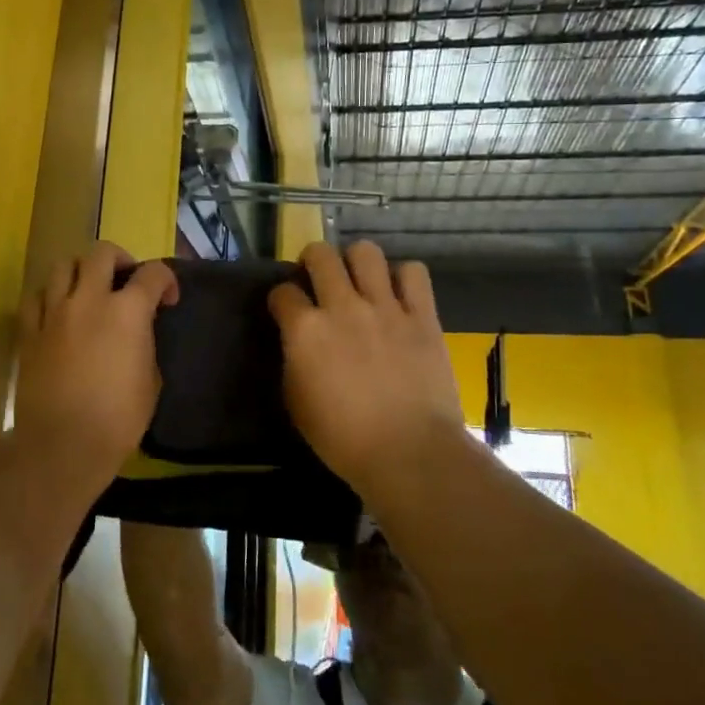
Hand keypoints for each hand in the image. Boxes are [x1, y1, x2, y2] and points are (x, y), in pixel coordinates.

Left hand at [15, 241, 177, 486]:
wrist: (63, 445)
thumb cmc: (118, 419)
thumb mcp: (151, 381)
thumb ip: (145, 344)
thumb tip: (137, 334)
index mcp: (127, 311)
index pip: (152, 273)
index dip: (167, 281)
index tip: (168, 300)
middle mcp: (89, 300)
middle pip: (102, 253)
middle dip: (120, 260)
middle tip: (126, 281)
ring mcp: (54, 313)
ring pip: (63, 265)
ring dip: (81, 271)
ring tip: (88, 290)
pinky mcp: (29, 332)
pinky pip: (36, 297)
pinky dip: (50, 296)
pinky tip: (58, 312)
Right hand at [268, 242, 464, 486]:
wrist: (409, 452)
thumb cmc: (344, 439)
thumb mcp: (297, 403)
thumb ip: (294, 361)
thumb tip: (299, 344)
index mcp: (305, 330)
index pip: (282, 292)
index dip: (281, 299)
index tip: (286, 310)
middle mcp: (342, 307)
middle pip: (320, 255)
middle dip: (312, 261)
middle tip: (318, 280)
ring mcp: (385, 307)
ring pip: (366, 252)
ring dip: (357, 262)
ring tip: (360, 282)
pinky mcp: (422, 315)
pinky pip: (414, 273)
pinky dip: (403, 278)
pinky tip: (399, 296)